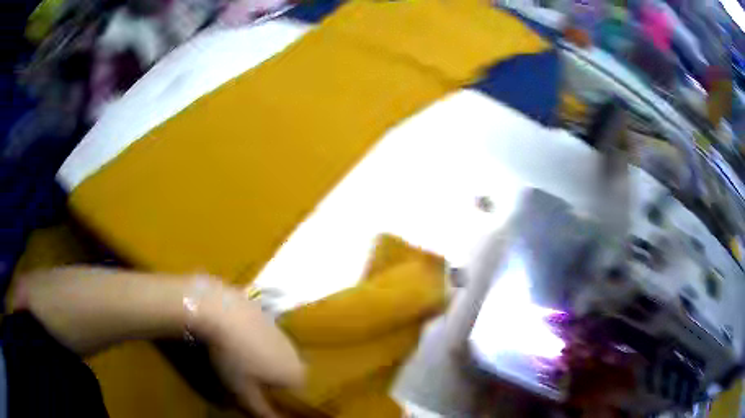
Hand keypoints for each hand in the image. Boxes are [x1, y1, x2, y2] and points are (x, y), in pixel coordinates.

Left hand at [190, 278, 303, 415]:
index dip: (281, 395)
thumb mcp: (243, 392)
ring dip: (262, 355)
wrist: (218, 311)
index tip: (261, 393)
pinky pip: (264, 331)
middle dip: (273, 374)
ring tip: (237, 354)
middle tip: (247, 375)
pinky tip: (233, 335)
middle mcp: (293, 350)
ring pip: (276, 348)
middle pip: (288, 368)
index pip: (298, 390)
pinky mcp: (264, 311)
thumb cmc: (233, 358)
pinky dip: (253, 336)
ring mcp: (279, 328)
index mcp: (294, 371)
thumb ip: (261, 411)